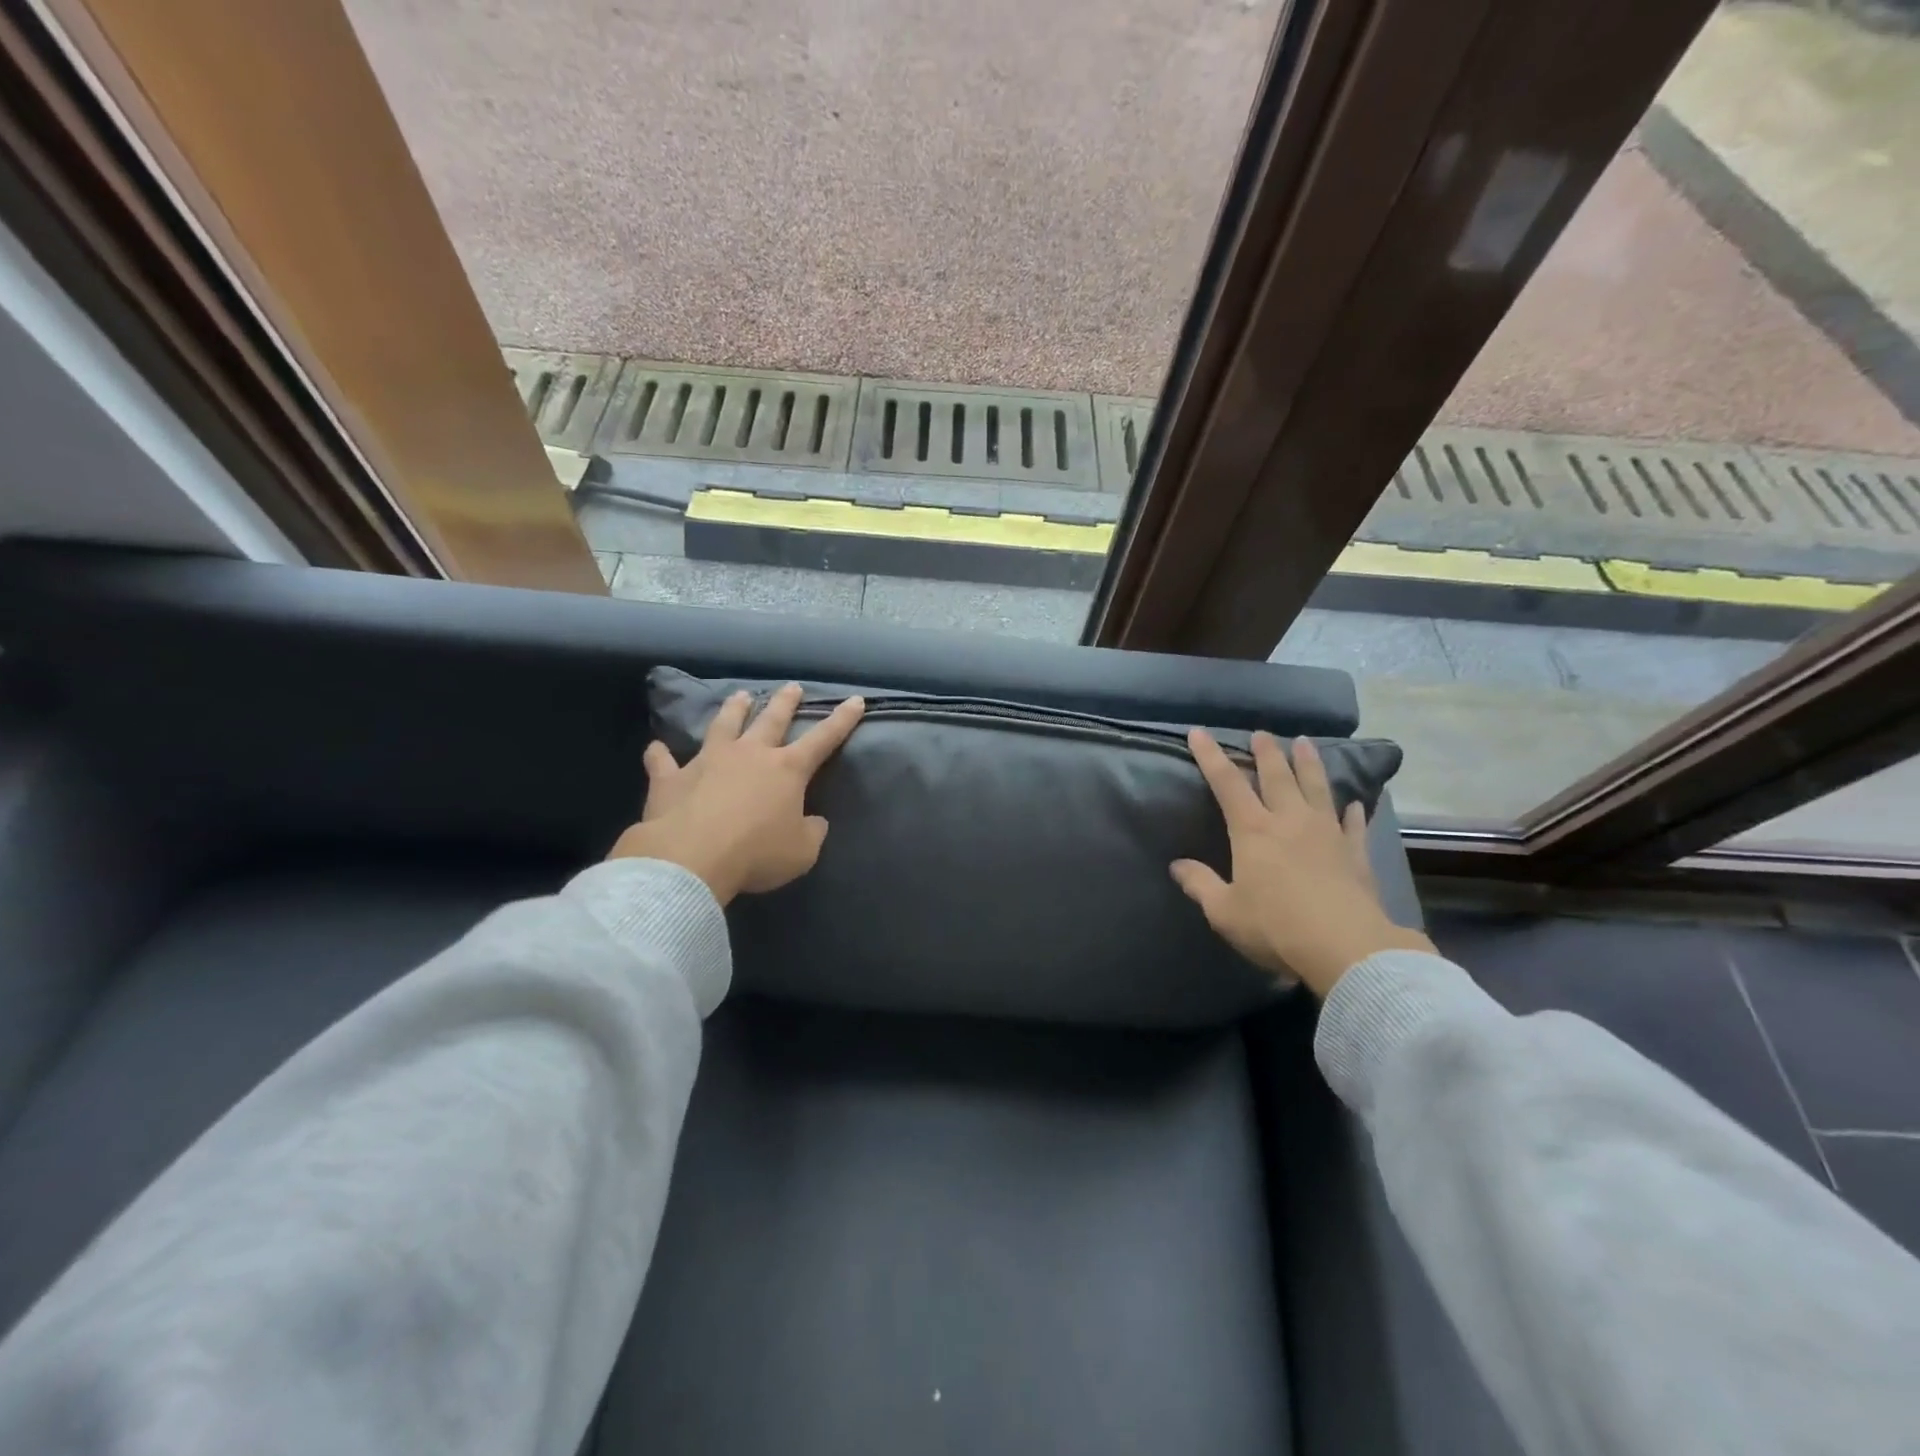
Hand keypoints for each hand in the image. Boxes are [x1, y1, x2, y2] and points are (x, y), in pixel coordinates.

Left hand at [607, 683, 864, 905]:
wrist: (691, 858)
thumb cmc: (756, 853)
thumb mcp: (802, 852)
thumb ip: (811, 832)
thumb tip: (813, 822)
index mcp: (786, 770)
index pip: (823, 739)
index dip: (842, 720)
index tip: (855, 700)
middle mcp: (749, 754)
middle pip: (771, 720)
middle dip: (785, 702)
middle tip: (793, 687)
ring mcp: (708, 761)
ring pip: (723, 725)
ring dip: (733, 709)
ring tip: (740, 695)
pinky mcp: (672, 778)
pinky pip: (663, 761)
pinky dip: (660, 755)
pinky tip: (655, 748)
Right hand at [1172, 729, 1433, 998]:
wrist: (1345, 948)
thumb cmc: (1275, 927)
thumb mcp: (1224, 911)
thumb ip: (1200, 884)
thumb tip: (1177, 865)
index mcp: (1253, 830)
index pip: (1227, 783)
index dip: (1211, 756)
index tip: (1199, 732)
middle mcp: (1290, 821)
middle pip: (1277, 776)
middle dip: (1266, 752)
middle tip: (1262, 733)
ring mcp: (1327, 834)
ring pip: (1317, 788)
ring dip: (1309, 764)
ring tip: (1305, 743)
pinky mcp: (1355, 853)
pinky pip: (1354, 824)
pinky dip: (1353, 812)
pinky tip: (1356, 803)